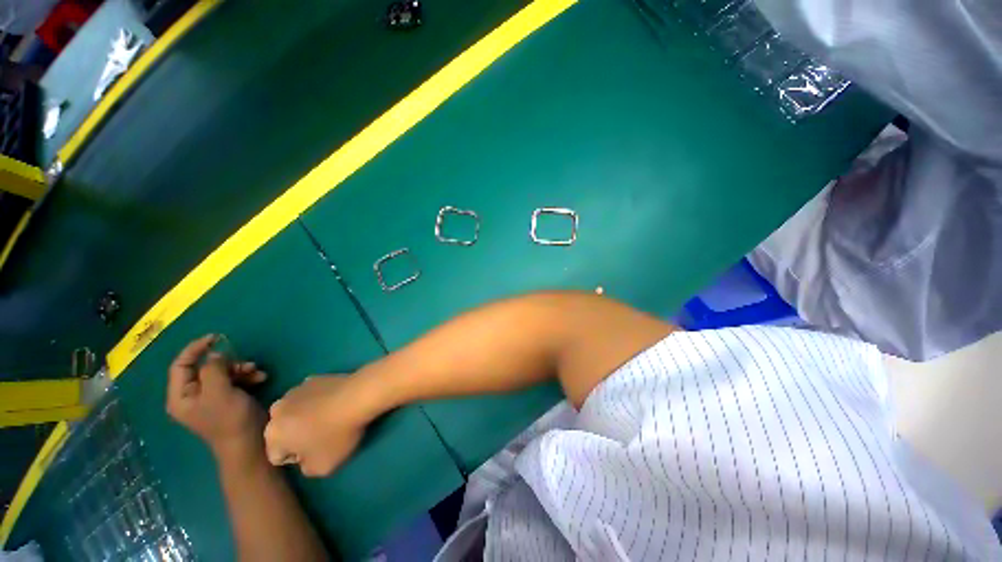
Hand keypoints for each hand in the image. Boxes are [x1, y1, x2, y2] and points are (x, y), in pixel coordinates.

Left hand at [167, 335, 268, 461]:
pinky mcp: (229, 399)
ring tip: (257, 372)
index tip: (216, 338)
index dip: (195, 349)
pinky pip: (234, 380)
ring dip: (241, 369)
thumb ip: (213, 369)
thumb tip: (215, 354)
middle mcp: (193, 395)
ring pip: (223, 372)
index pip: (181, 365)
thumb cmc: (229, 419)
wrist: (249, 443)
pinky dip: (247, 376)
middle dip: (227, 362)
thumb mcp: (219, 392)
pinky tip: (260, 378)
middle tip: (245, 363)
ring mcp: (212, 398)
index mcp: (181, 396)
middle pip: (205, 368)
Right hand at [264, 375, 386, 476]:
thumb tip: (305, 459)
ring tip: (331, 417)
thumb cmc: (338, 434)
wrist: (359, 396)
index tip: (317, 451)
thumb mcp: (322, 467)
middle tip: (323, 435)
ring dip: (306, 416)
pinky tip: (336, 402)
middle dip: (297, 436)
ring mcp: (295, 390)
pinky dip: (318, 400)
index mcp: (272, 434)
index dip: (299, 458)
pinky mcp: (314, 378)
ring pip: (294, 412)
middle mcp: (277, 410)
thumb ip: (306, 469)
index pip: (277, 456)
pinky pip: (311, 396)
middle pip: (283, 431)